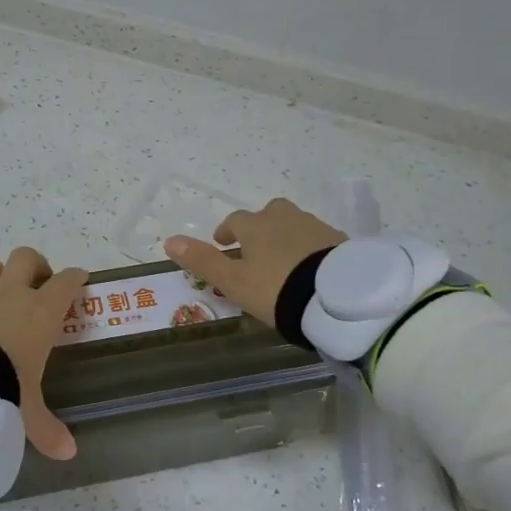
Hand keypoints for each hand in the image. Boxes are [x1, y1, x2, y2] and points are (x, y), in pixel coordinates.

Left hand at [0, 247, 88, 459]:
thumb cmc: (3, 388)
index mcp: (40, 313)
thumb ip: (47, 430)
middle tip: (34, 284)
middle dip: (32, 265)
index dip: (75, 278)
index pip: (66, 283)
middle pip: (26, 258)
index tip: (79, 279)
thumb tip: (68, 454)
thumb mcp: (28, 413)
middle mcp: (8, 294)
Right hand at [164, 198, 344, 325]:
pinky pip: (318, 240)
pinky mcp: (341, 242)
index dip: (227, 231)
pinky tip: (310, 268)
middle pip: (269, 213)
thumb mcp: (233, 281)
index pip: (236, 221)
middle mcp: (286, 218)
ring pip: (295, 224)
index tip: (223, 244)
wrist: (335, 297)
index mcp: (256, 226)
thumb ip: (202, 261)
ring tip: (284, 261)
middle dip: (260, 226)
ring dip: (285, 236)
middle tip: (256, 249)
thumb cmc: (275, 288)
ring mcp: (316, 227)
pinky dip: (310, 248)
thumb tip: (169, 241)